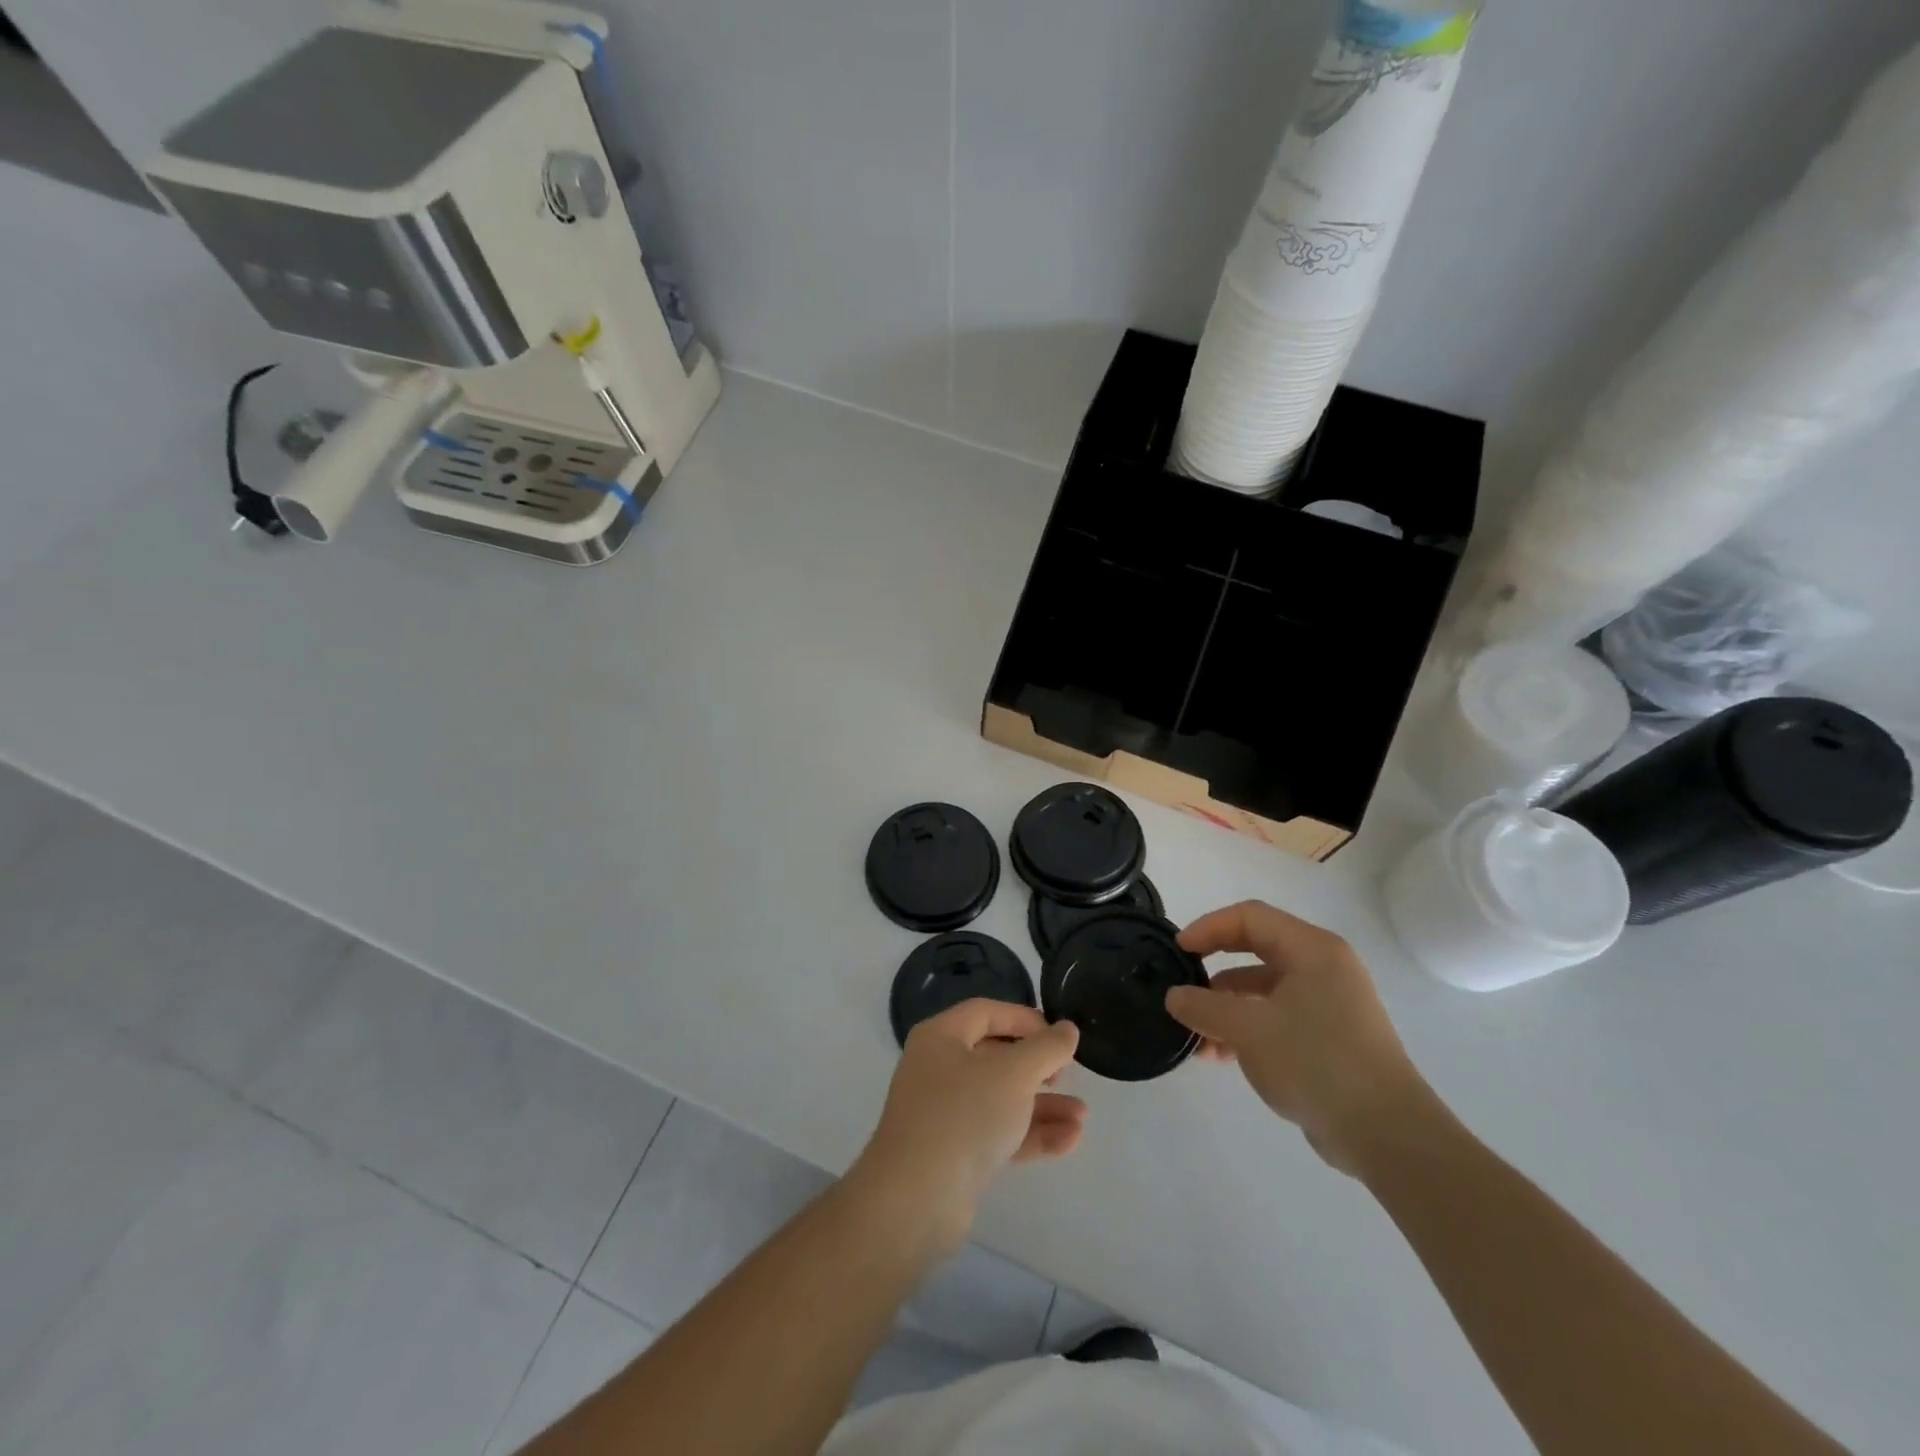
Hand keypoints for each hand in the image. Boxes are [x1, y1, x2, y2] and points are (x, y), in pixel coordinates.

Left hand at [851, 1001, 1085, 1253]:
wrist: (916, 1199)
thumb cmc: (964, 1115)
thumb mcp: (1014, 1073)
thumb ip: (1047, 1048)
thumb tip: (1067, 1029)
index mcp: (941, 1037)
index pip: (986, 1013)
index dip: (1025, 1019)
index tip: (1059, 1037)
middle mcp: (938, 1069)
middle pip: (995, 1056)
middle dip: (1038, 1067)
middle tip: (1067, 1076)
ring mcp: (945, 1113)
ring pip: (1001, 1099)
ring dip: (1042, 1105)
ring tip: (1082, 1116)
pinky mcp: (955, 1154)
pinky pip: (998, 1133)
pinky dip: (1031, 1134)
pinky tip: (1070, 1141)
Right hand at [1166, 901, 1433, 1176]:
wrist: (1387, 1135)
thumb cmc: (1317, 1064)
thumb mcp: (1249, 1031)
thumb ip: (1204, 1008)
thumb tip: (1175, 997)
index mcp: (1312, 950)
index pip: (1250, 917)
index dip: (1208, 927)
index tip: (1178, 951)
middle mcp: (1323, 967)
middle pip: (1255, 950)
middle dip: (1214, 969)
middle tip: (1182, 985)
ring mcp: (1329, 1003)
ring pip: (1263, 989)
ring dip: (1225, 1008)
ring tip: (1195, 1037)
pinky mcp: (1329, 1036)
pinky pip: (1277, 1017)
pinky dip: (1246, 1029)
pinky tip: (1219, 1056)